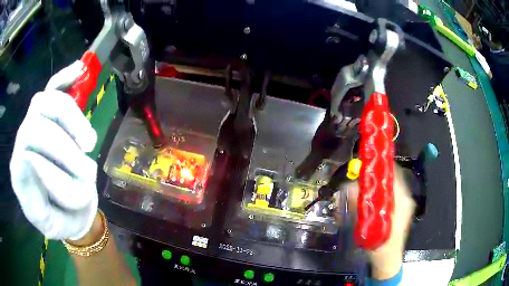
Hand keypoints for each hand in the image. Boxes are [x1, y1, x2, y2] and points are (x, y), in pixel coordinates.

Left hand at [10, 61, 98, 240]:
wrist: (62, 210)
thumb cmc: (59, 219)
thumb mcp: (53, 224)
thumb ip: (40, 202)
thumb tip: (38, 160)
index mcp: (18, 174)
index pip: (25, 150)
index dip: (49, 163)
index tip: (77, 183)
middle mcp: (21, 143)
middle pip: (37, 122)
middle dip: (65, 145)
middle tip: (89, 168)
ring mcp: (32, 124)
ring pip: (48, 102)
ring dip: (73, 118)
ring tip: (89, 143)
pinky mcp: (46, 116)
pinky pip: (52, 88)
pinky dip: (65, 77)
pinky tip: (79, 69)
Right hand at [345, 164, 414, 278]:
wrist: (387, 261)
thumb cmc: (380, 246)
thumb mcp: (368, 228)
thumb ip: (359, 208)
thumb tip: (348, 187)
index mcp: (403, 201)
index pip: (394, 175)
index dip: (380, 166)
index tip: (365, 164)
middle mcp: (405, 199)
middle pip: (390, 178)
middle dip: (375, 176)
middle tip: (359, 177)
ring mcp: (403, 204)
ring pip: (389, 185)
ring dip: (375, 184)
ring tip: (361, 188)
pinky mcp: (398, 210)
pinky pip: (388, 194)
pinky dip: (377, 193)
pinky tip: (367, 200)